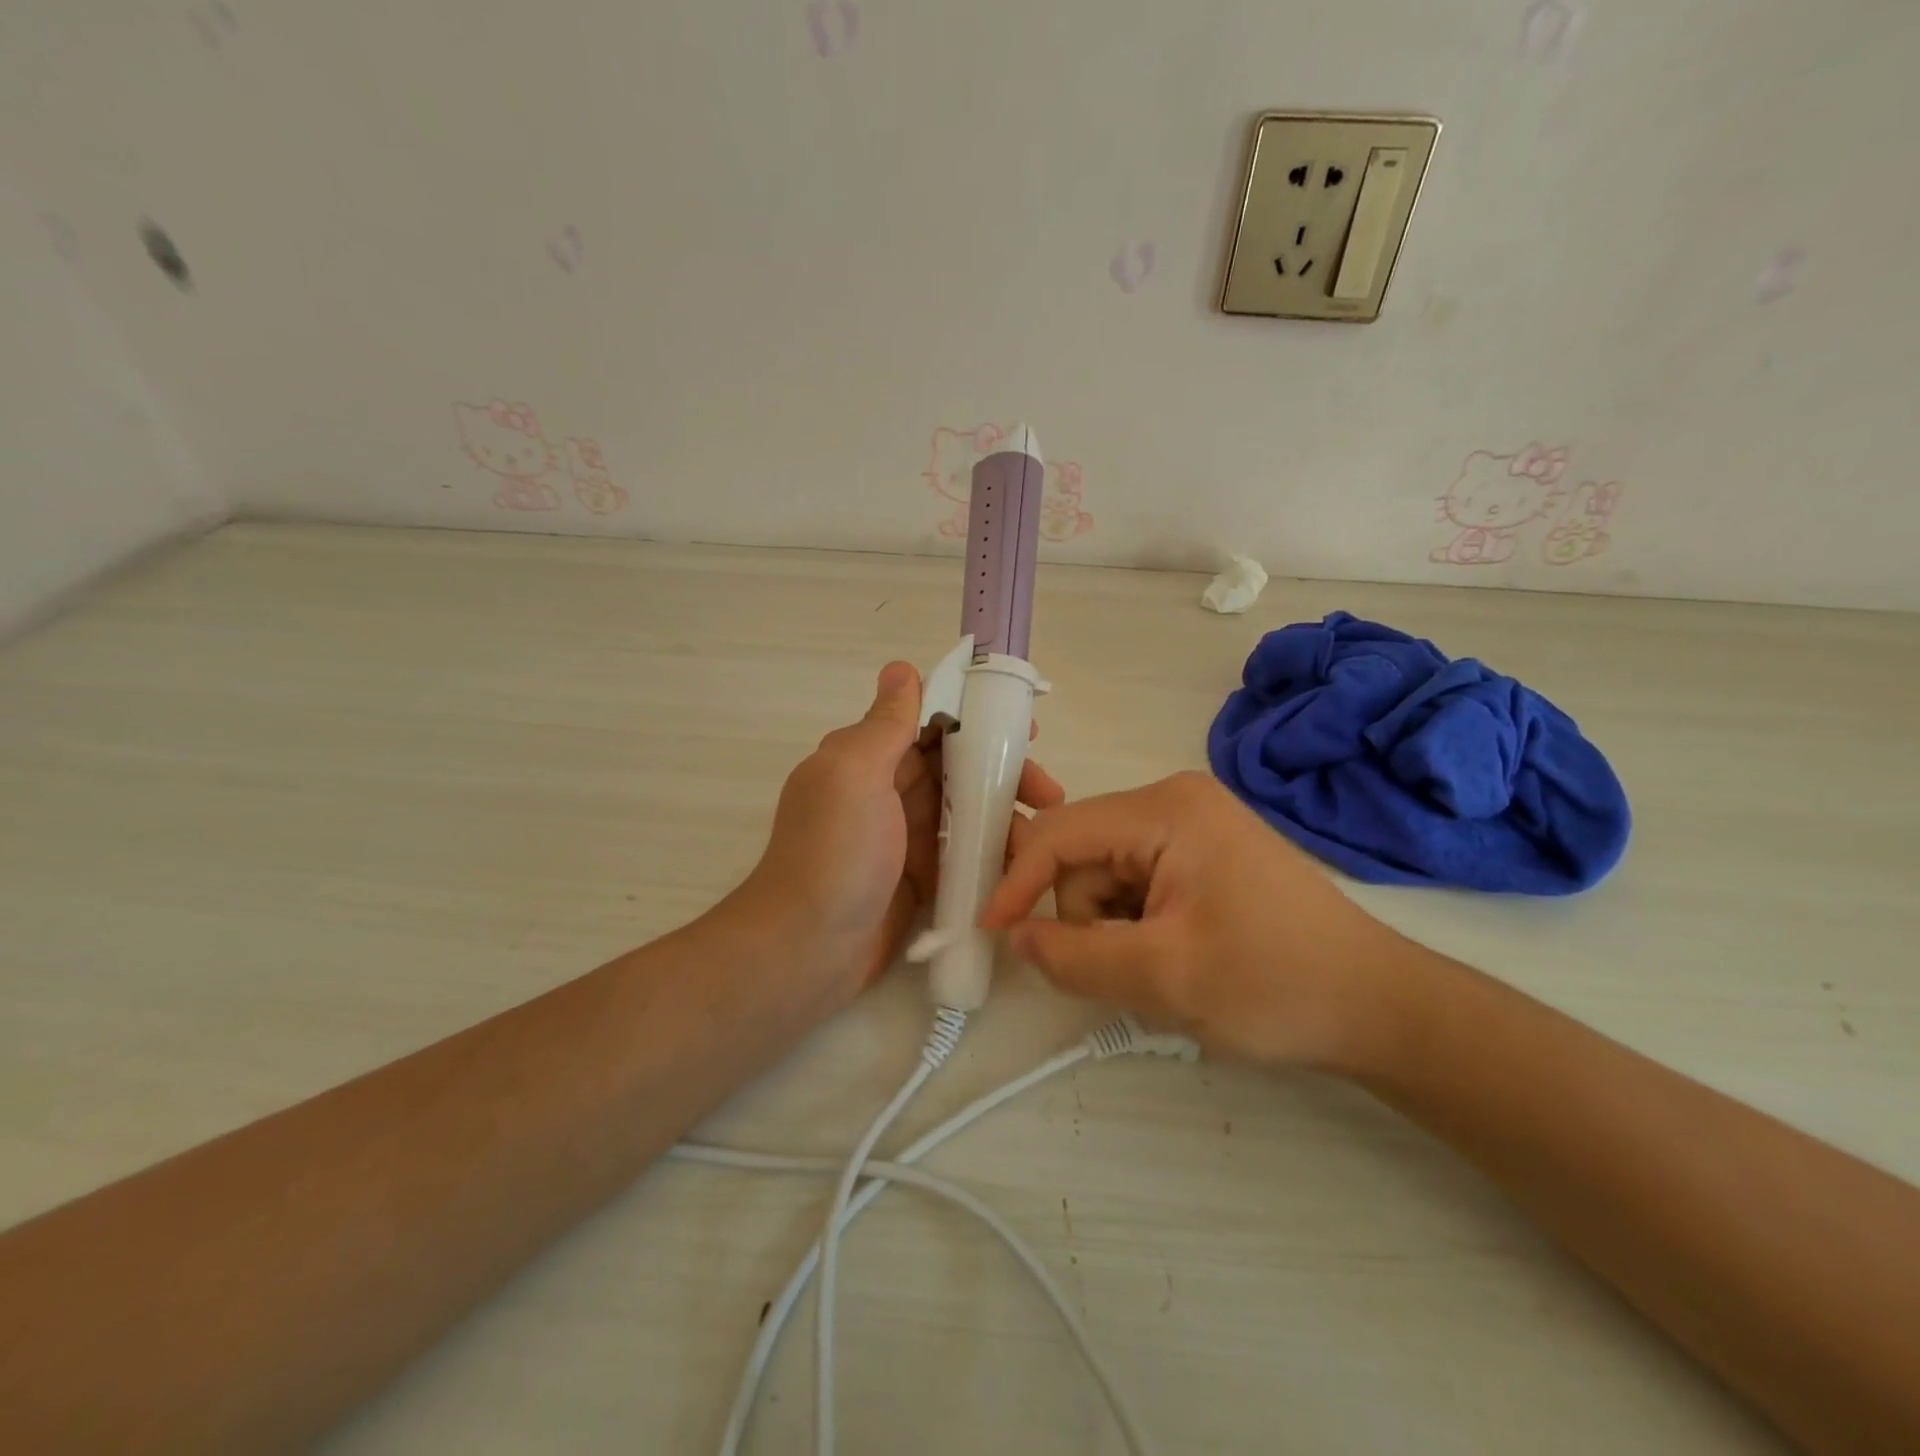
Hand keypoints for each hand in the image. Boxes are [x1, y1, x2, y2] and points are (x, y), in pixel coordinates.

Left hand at [739, 662, 1062, 1005]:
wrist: (808, 950)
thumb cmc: (834, 854)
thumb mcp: (854, 776)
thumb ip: (884, 725)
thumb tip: (902, 668)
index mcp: (867, 756)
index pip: (929, 720)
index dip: (976, 716)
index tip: (1022, 725)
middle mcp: (886, 788)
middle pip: (956, 764)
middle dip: (1002, 768)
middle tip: (1048, 788)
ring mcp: (904, 834)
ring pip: (965, 807)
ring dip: (1004, 810)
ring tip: (1046, 827)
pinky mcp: (919, 874)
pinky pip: (963, 850)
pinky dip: (992, 848)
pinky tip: (1025, 857)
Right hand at [981, 771, 1409, 1069]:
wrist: (1377, 1007)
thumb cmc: (1275, 983)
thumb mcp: (1165, 978)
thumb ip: (1076, 957)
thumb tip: (1018, 937)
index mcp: (1165, 810)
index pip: (1061, 833)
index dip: (1017, 880)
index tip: (992, 932)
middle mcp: (1173, 803)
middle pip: (1083, 856)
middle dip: (1085, 917)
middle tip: (1125, 971)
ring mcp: (1191, 828)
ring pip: (1107, 877)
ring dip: (1112, 929)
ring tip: (1161, 970)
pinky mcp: (1202, 857)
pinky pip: (1136, 886)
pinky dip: (1135, 927)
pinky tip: (1175, 958)